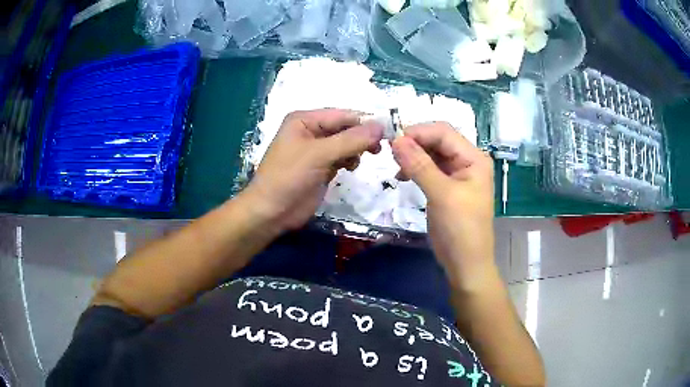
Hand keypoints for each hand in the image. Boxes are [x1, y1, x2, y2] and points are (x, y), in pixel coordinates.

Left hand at [243, 109, 383, 232]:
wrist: (272, 212)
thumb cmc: (289, 177)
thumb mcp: (319, 154)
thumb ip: (350, 140)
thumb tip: (381, 126)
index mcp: (305, 120)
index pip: (342, 115)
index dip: (364, 122)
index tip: (387, 132)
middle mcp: (311, 130)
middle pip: (345, 128)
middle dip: (361, 137)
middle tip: (378, 149)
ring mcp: (316, 150)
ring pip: (346, 143)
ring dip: (356, 149)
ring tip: (359, 159)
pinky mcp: (322, 167)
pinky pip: (342, 157)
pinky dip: (350, 160)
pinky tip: (350, 167)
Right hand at [391, 122, 494, 288]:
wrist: (465, 264)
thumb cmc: (460, 229)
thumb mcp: (441, 195)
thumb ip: (420, 165)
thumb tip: (397, 140)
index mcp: (474, 158)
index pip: (444, 132)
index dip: (419, 133)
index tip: (393, 141)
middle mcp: (467, 161)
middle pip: (437, 141)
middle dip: (414, 144)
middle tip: (390, 153)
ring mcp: (457, 174)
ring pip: (431, 154)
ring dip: (413, 156)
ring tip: (395, 167)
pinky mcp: (446, 187)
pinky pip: (429, 169)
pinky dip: (415, 169)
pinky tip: (402, 177)